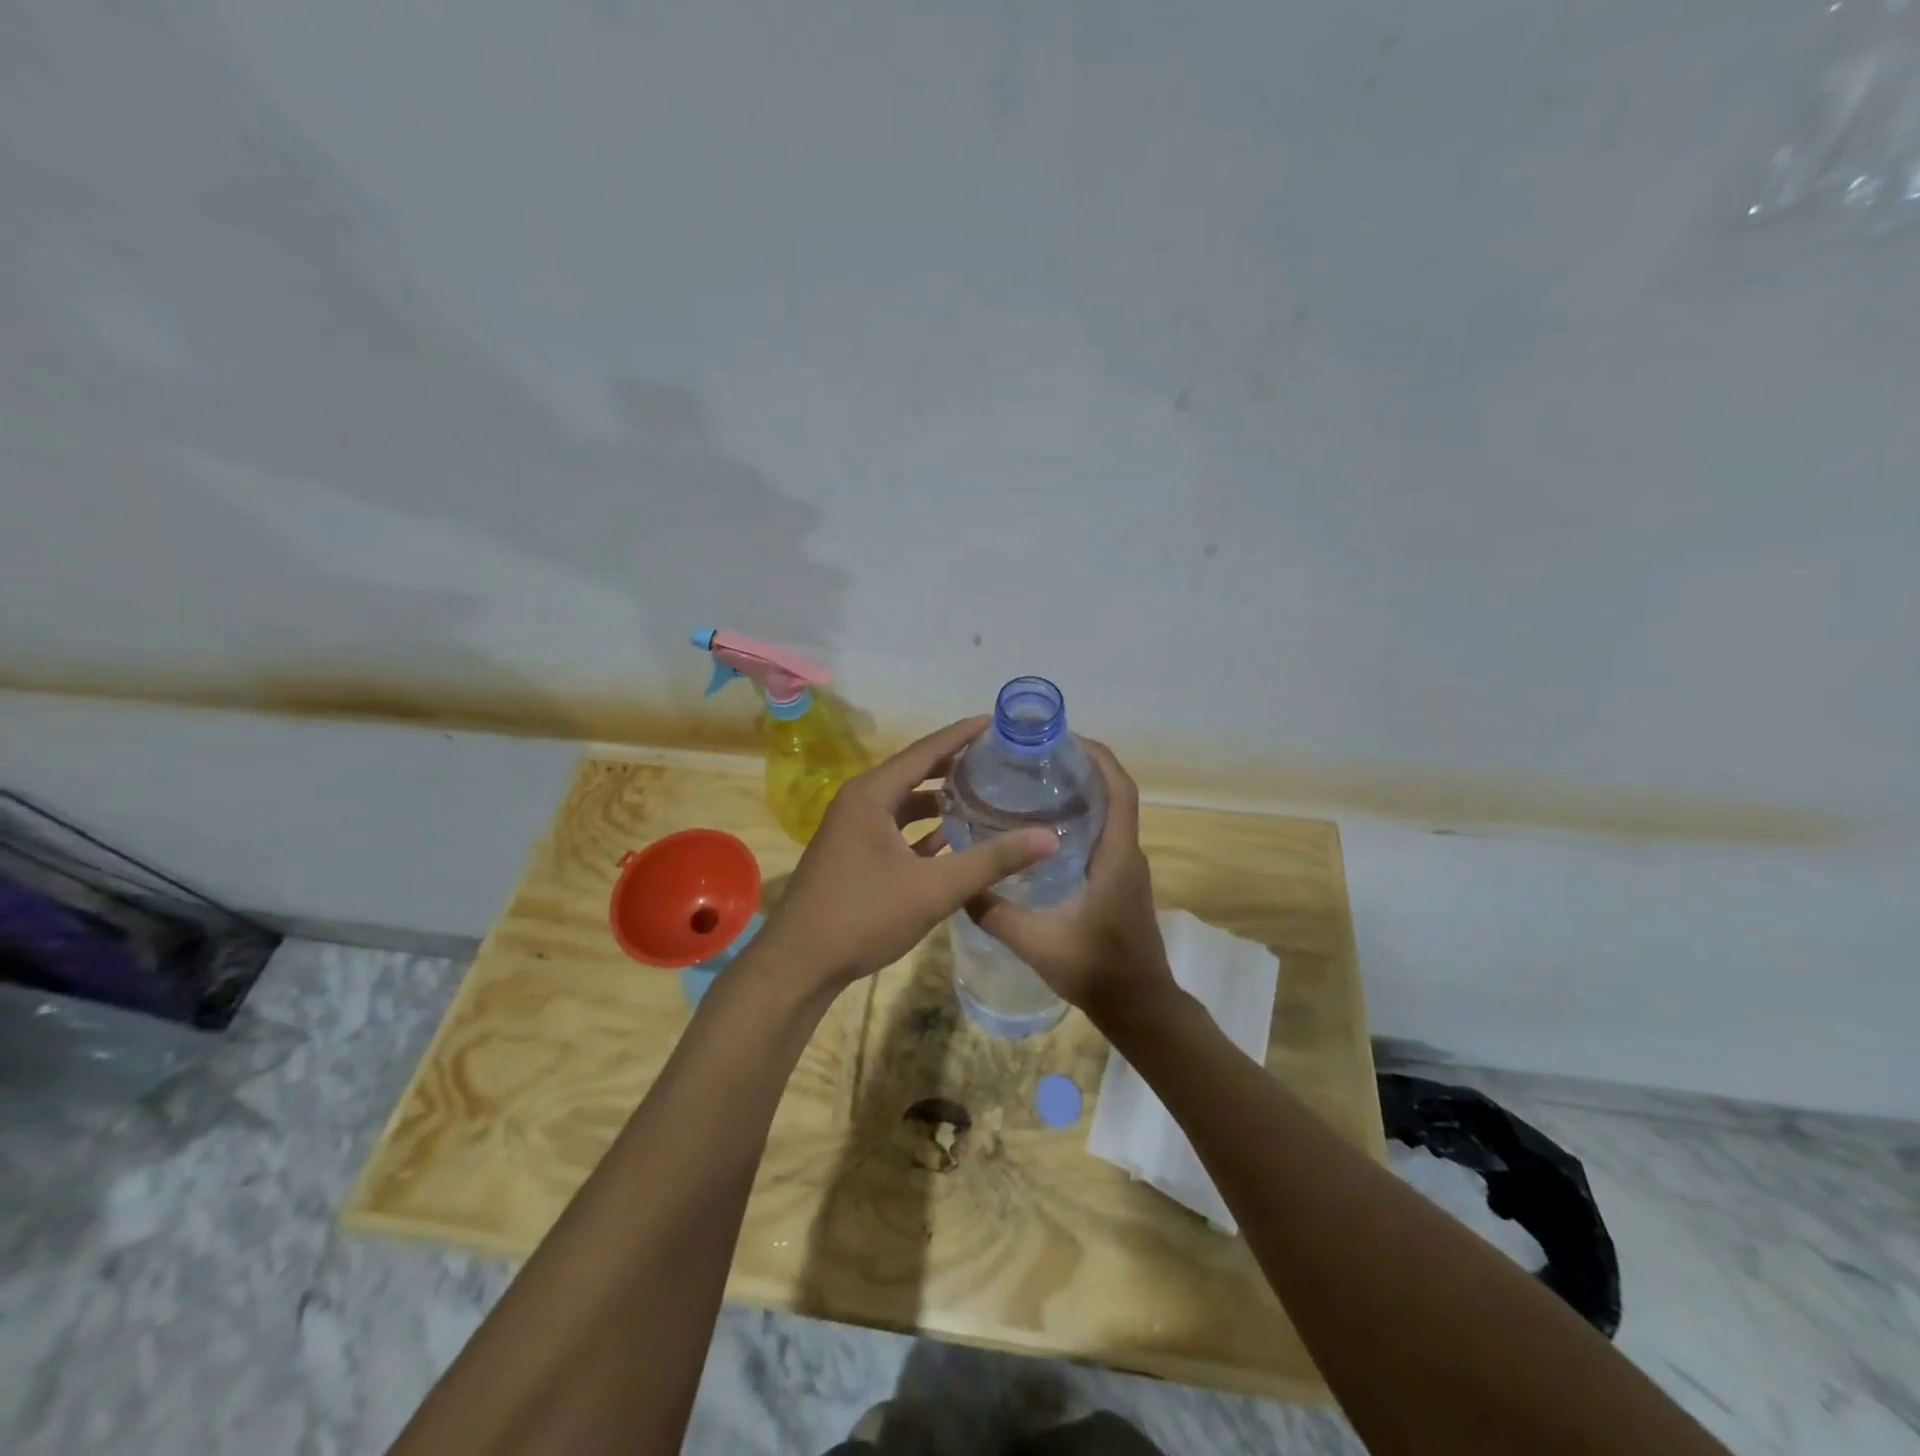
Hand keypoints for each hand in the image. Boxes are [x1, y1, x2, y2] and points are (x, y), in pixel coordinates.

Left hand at [755, 717, 1057, 992]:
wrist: (799, 964)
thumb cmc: (863, 916)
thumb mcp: (934, 888)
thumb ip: (992, 861)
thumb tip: (1049, 837)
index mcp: (872, 794)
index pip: (925, 751)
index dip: (961, 734)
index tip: (996, 721)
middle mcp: (859, 802)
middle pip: (914, 772)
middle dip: (954, 765)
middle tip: (997, 758)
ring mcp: (852, 829)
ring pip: (904, 802)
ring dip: (939, 799)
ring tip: (983, 794)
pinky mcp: (853, 854)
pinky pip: (895, 828)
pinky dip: (923, 828)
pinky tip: (953, 838)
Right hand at [967, 741, 1177, 1025]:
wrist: (1140, 1008)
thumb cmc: (1096, 970)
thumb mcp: (1036, 943)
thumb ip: (995, 913)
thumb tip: (958, 885)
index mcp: (1116, 856)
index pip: (1119, 790)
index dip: (1097, 758)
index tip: (1063, 739)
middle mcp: (1127, 853)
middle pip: (1114, 793)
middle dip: (1081, 767)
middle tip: (1034, 758)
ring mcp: (1126, 868)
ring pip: (1109, 814)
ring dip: (1082, 792)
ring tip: (1032, 784)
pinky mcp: (1120, 881)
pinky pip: (1104, 835)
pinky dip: (1081, 818)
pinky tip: (1042, 830)